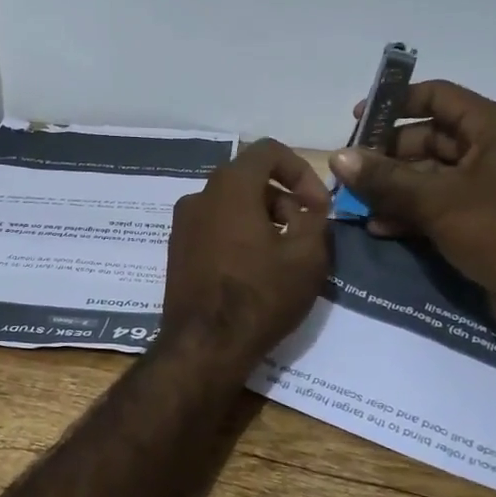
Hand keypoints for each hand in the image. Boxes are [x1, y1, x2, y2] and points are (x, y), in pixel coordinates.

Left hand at [161, 139, 331, 376]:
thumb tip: (307, 207)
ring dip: (263, 218)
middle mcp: (200, 195)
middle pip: (249, 178)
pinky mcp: (178, 249)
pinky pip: (215, 226)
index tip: (318, 205)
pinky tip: (255, 269)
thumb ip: (314, 218)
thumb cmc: (260, 296)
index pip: (268, 150)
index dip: (301, 170)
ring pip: (232, 204)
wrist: (204, 346)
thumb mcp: (307, 255)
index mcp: (230, 186)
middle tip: (306, 232)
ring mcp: (183, 223)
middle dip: (284, 198)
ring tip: (284, 256)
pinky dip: (239, 234)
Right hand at [329, 81, 495, 346]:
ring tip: (356, 202)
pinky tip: (378, 227)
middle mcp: (491, 148)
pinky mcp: (481, 217)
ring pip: (428, 173)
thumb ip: (385, 178)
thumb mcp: (437, 201)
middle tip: (350, 170)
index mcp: (493, 128)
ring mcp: (486, 184)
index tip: (358, 121)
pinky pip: (437, 202)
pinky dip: (409, 211)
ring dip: (393, 187)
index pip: (437, 96)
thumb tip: (338, 158)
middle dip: (386, 154)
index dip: (395, 104)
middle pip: (428, 137)